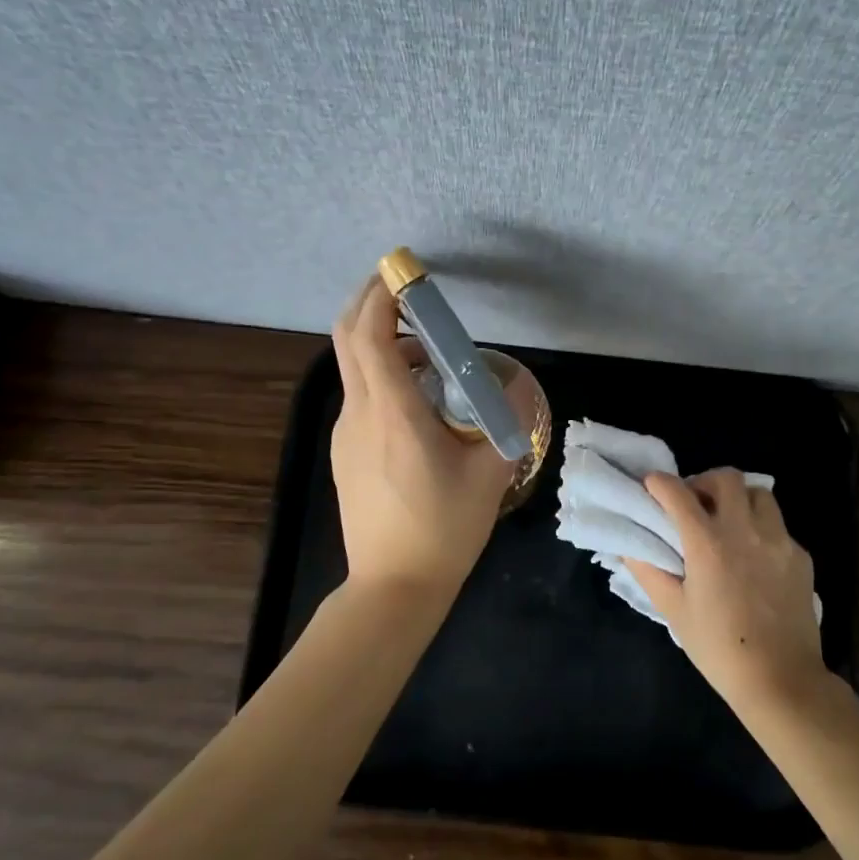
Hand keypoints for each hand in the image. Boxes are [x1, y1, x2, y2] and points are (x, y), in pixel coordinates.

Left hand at [329, 276, 519, 598]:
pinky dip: (381, 376)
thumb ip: (505, 422)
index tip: (404, 273)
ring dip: (380, 343)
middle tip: (407, 294)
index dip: (381, 295)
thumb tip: (513, 385)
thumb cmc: (444, 529)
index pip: (370, 334)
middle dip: (370, 304)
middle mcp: (359, 414)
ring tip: (428, 354)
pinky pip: (359, 397)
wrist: (394, 586)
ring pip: (353, 368)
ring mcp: (345, 434)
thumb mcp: (489, 474)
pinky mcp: (345, 453)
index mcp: (392, 412)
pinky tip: (417, 402)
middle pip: (347, 338)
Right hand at [623, 470, 826, 707]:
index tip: (652, 486)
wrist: (780, 680)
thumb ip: (649, 570)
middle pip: (727, 477)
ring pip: (759, 494)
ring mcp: (779, 541)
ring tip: (727, 523)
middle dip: (704, 481)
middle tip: (694, 504)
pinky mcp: (800, 556)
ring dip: (737, 499)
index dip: (659, 483)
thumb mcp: (673, 610)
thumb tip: (629, 545)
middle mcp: (745, 531)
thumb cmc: (718, 648)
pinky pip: (778, 526)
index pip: (678, 493)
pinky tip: (752, 557)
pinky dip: (760, 528)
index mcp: (708, 543)